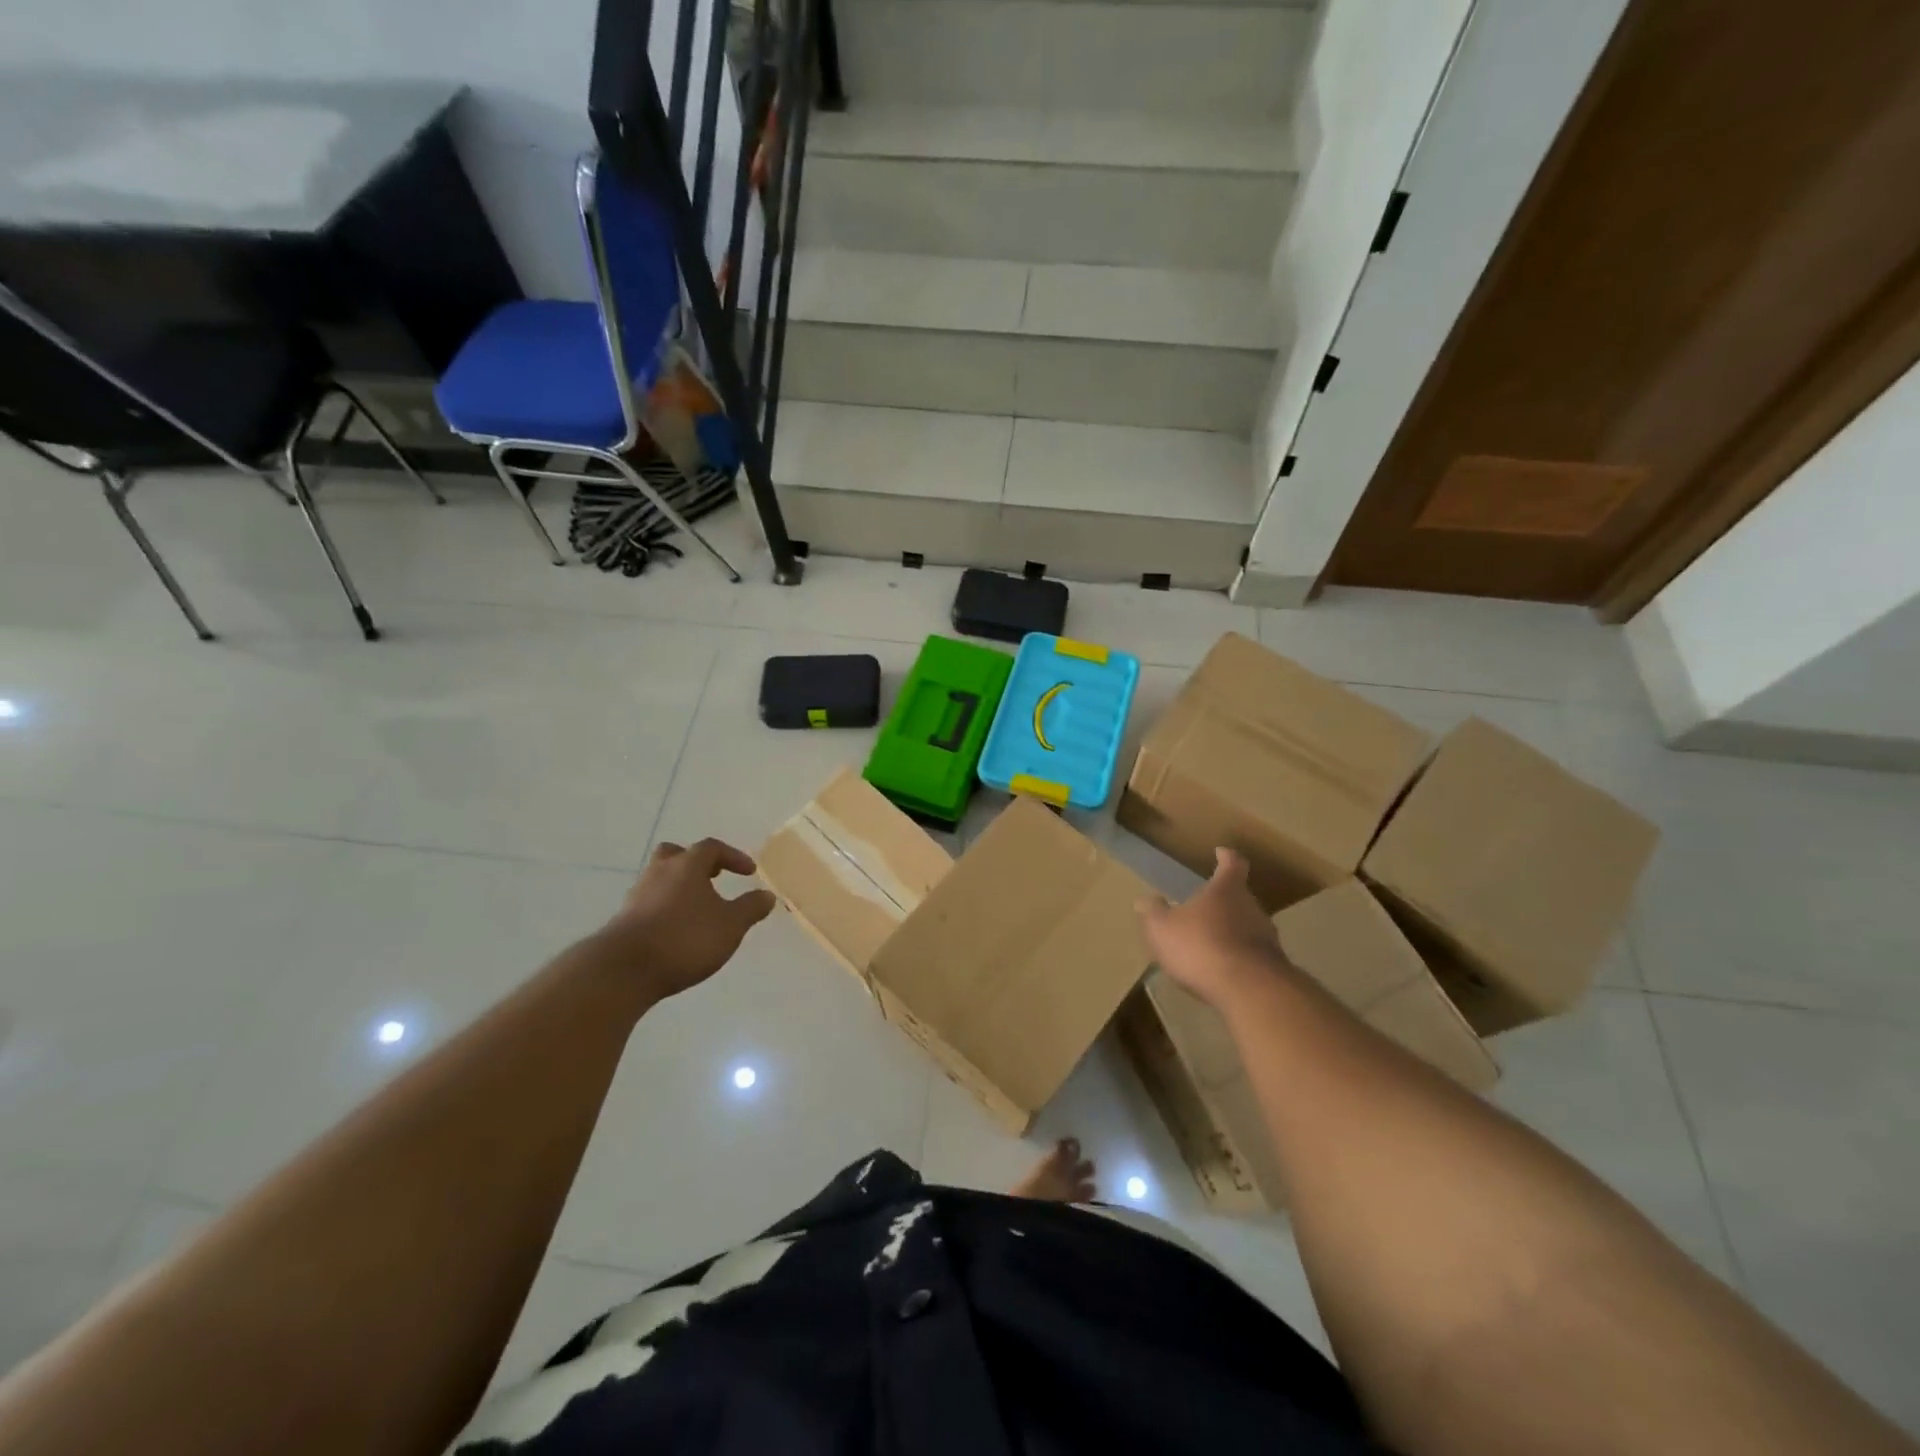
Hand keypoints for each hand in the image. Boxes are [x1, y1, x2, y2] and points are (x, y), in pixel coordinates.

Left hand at [593, 839, 776, 1000]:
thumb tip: (767, 895)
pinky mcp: (624, 920)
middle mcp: (660, 873)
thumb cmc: (685, 938)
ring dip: (679, 887)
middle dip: (695, 862)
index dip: (733, 856)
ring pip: (660, 879)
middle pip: (676, 854)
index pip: (711, 848)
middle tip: (712, 877)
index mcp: (687, 866)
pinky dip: (665, 908)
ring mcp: (638, 896)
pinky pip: (650, 903)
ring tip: (697, 908)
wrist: (624, 970)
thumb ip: (750, 908)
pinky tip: (677, 929)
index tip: (749, 871)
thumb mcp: (730, 925)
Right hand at [1137, 849, 1296, 1009]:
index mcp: (1227, 890)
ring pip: (1248, 927)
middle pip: (1241, 897)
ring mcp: (1267, 939)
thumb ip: (1154, 912)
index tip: (1221, 852)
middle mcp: (1252, 907)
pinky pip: (1252, 956)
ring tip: (1211, 944)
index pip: (1233, 863)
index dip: (1226, 857)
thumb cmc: (1201, 946)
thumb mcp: (1162, 928)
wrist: (1249, 990)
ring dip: (1232, 932)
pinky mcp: (1273, 968)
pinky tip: (1222, 972)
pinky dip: (1238, 958)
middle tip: (1205, 908)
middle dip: (1224, 901)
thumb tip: (1146, 900)